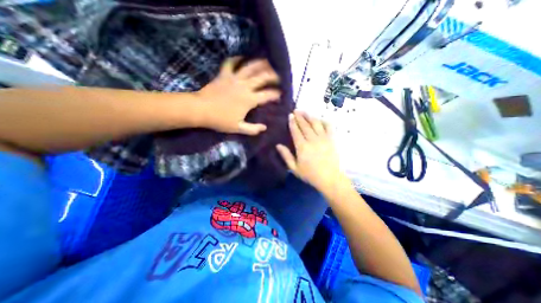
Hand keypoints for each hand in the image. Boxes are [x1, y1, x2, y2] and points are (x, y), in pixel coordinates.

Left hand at [198, 56, 282, 135]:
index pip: (267, 95)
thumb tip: (264, 128)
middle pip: (262, 77)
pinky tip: (242, 58)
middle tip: (279, 75)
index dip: (276, 94)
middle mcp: (245, 86)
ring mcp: (234, 78)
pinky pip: (231, 63)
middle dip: (273, 75)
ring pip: (250, 67)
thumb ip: (253, 129)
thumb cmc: (220, 120)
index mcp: (249, 100)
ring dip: (260, 63)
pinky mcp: (224, 74)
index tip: (281, 95)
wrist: (201, 110)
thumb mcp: (238, 128)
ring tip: (267, 61)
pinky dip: (237, 59)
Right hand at [277, 111, 348, 194]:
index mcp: (302, 147)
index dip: (292, 122)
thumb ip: (286, 156)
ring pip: (316, 124)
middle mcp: (312, 140)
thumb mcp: (294, 168)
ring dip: (310, 116)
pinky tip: (320, 119)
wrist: (329, 179)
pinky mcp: (332, 140)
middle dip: (300, 117)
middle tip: (296, 110)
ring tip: (305, 112)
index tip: (290, 115)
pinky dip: (324, 121)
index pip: (296, 131)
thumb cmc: (310, 174)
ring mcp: (323, 139)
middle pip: (305, 125)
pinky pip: (328, 127)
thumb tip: (278, 145)